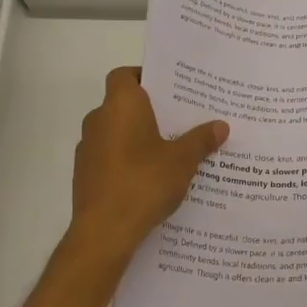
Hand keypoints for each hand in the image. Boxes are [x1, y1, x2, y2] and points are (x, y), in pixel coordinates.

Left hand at [71, 68, 227, 256]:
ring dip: (137, 136)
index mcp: (120, 105)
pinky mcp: (85, 174)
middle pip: (123, 104)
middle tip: (180, 119)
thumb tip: (221, 125)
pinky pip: (110, 156)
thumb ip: (201, 139)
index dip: (144, 77)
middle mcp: (98, 120)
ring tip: (170, 150)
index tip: (169, 90)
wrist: (104, 231)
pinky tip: (150, 177)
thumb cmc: (144, 182)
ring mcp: (87, 148)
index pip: (125, 75)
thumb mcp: (183, 160)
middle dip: (149, 111)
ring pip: (116, 131)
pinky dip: (127, 159)